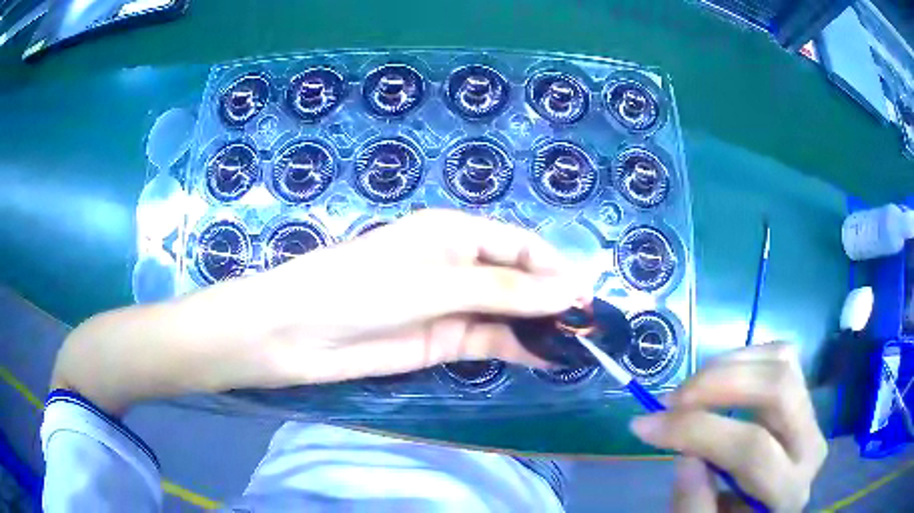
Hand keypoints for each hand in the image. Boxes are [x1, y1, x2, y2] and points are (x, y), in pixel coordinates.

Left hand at [240, 209, 587, 385]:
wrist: (302, 334)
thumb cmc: (363, 290)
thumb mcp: (436, 284)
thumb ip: (503, 290)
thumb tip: (568, 292)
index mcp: (456, 233)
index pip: (520, 246)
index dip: (555, 268)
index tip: (586, 296)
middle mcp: (458, 265)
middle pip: (518, 280)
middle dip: (551, 300)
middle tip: (589, 327)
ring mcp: (450, 306)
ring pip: (507, 313)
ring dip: (538, 326)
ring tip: (577, 345)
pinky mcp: (442, 341)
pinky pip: (488, 340)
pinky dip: (516, 347)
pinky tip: (545, 358)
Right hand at [629, 343, 827, 511]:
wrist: (767, 511)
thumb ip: (694, 504)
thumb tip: (686, 454)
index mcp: (789, 491)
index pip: (750, 448)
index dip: (696, 431)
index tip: (644, 425)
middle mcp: (810, 445)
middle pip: (777, 388)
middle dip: (718, 384)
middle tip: (672, 399)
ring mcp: (812, 414)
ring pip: (781, 362)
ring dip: (727, 366)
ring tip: (689, 390)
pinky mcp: (804, 395)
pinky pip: (780, 356)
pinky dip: (743, 358)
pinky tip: (717, 380)